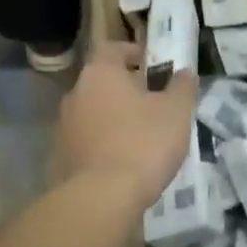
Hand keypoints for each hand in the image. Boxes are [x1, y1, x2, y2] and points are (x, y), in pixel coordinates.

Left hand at [53, 42, 197, 207]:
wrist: (101, 197)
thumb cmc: (143, 143)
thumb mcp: (177, 112)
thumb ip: (182, 87)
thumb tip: (185, 72)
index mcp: (101, 74)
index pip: (113, 48)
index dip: (133, 52)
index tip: (152, 64)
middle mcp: (76, 93)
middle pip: (103, 81)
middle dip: (127, 88)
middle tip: (154, 102)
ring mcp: (64, 126)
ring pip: (94, 112)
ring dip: (115, 117)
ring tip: (142, 135)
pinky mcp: (61, 156)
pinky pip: (87, 140)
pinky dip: (104, 143)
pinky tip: (124, 161)